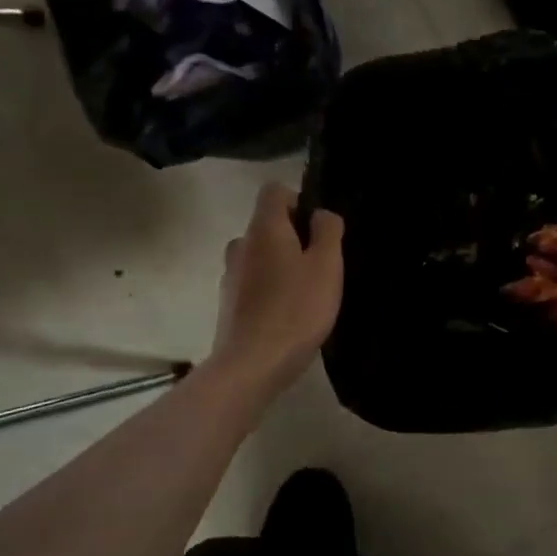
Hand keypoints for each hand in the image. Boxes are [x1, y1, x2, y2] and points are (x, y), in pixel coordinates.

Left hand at [210, 183, 343, 399]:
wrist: (253, 364)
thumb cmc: (297, 309)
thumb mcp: (327, 266)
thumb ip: (328, 232)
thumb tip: (321, 214)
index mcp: (263, 228)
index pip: (274, 191)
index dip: (299, 201)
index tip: (319, 230)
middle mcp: (240, 244)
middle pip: (268, 225)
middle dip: (294, 237)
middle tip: (321, 266)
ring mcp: (230, 275)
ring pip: (260, 256)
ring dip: (281, 265)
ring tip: (307, 294)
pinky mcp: (228, 304)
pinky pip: (253, 283)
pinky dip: (270, 290)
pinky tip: (289, 315)